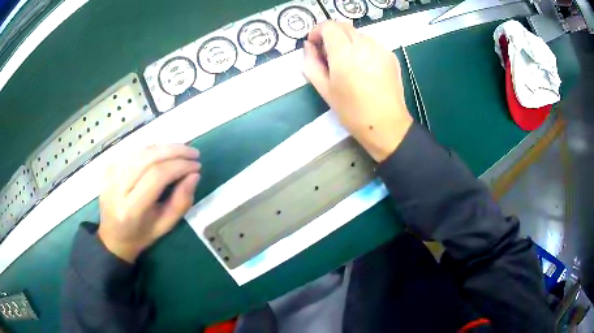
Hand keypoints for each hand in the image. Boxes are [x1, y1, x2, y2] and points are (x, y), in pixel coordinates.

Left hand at [98, 145, 200, 262]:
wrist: (113, 236)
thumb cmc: (141, 235)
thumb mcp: (164, 226)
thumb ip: (181, 202)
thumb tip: (194, 175)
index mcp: (131, 209)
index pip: (156, 176)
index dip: (179, 166)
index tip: (197, 166)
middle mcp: (117, 188)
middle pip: (148, 158)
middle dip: (174, 151)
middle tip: (194, 153)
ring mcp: (110, 175)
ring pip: (140, 151)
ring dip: (164, 147)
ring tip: (182, 150)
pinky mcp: (108, 168)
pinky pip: (133, 151)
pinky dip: (152, 148)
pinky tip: (164, 152)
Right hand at [303, 21, 412, 161]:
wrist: (386, 125)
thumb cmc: (352, 111)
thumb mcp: (324, 89)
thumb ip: (311, 63)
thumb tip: (308, 46)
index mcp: (345, 53)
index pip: (328, 26)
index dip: (317, 31)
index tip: (315, 45)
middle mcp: (364, 44)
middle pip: (343, 26)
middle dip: (331, 35)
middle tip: (328, 54)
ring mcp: (380, 49)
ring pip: (358, 34)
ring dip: (347, 41)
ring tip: (347, 63)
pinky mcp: (390, 55)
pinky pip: (372, 43)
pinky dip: (362, 48)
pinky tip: (363, 67)